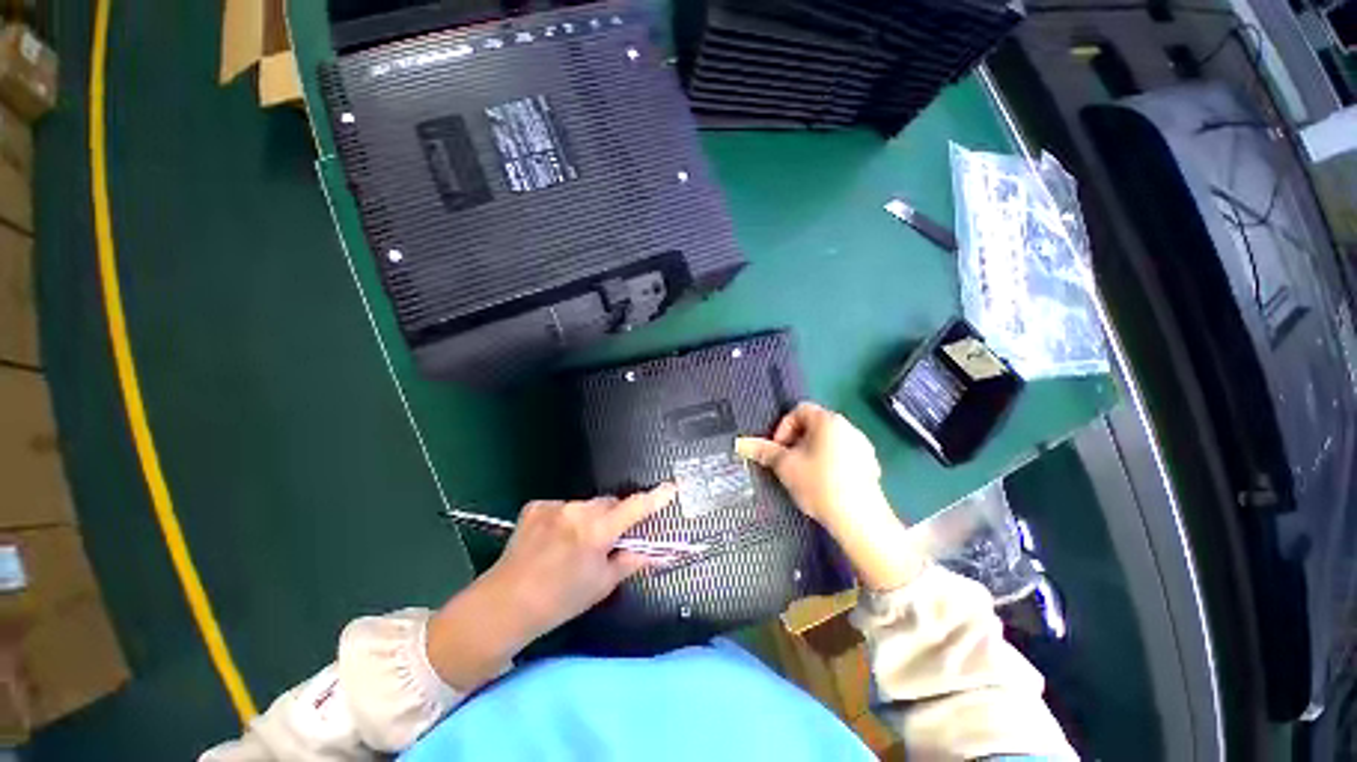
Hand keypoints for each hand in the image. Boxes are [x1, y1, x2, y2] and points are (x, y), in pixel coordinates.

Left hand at [488, 484, 677, 640]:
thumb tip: (654, 553)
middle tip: (606, 540)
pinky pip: (563, 507)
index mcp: (596, 531)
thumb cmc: (559, 601)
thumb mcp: (601, 585)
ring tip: (573, 545)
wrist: (505, 605)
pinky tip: (552, 540)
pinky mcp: (536, 506)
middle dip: (613, 516)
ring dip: (588, 519)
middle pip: (608, 503)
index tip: (670, 488)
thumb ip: (630, 562)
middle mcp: (577, 511)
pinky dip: (565, 519)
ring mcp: (554, 506)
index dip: (654, 498)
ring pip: (585, 505)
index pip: (634, 508)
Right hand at [735, 402, 884, 530]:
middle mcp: (848, 427)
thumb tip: (740, 443)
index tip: (778, 449)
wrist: (860, 520)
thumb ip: (764, 451)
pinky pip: (843, 455)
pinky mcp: (871, 465)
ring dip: (812, 452)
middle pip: (814, 425)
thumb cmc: (819, 484)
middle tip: (787, 463)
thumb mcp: (786, 466)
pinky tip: (825, 485)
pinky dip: (830, 463)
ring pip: (828, 441)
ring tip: (804, 475)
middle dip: (796, 441)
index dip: (783, 427)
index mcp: (828, 420)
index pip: (799, 410)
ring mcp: (863, 446)